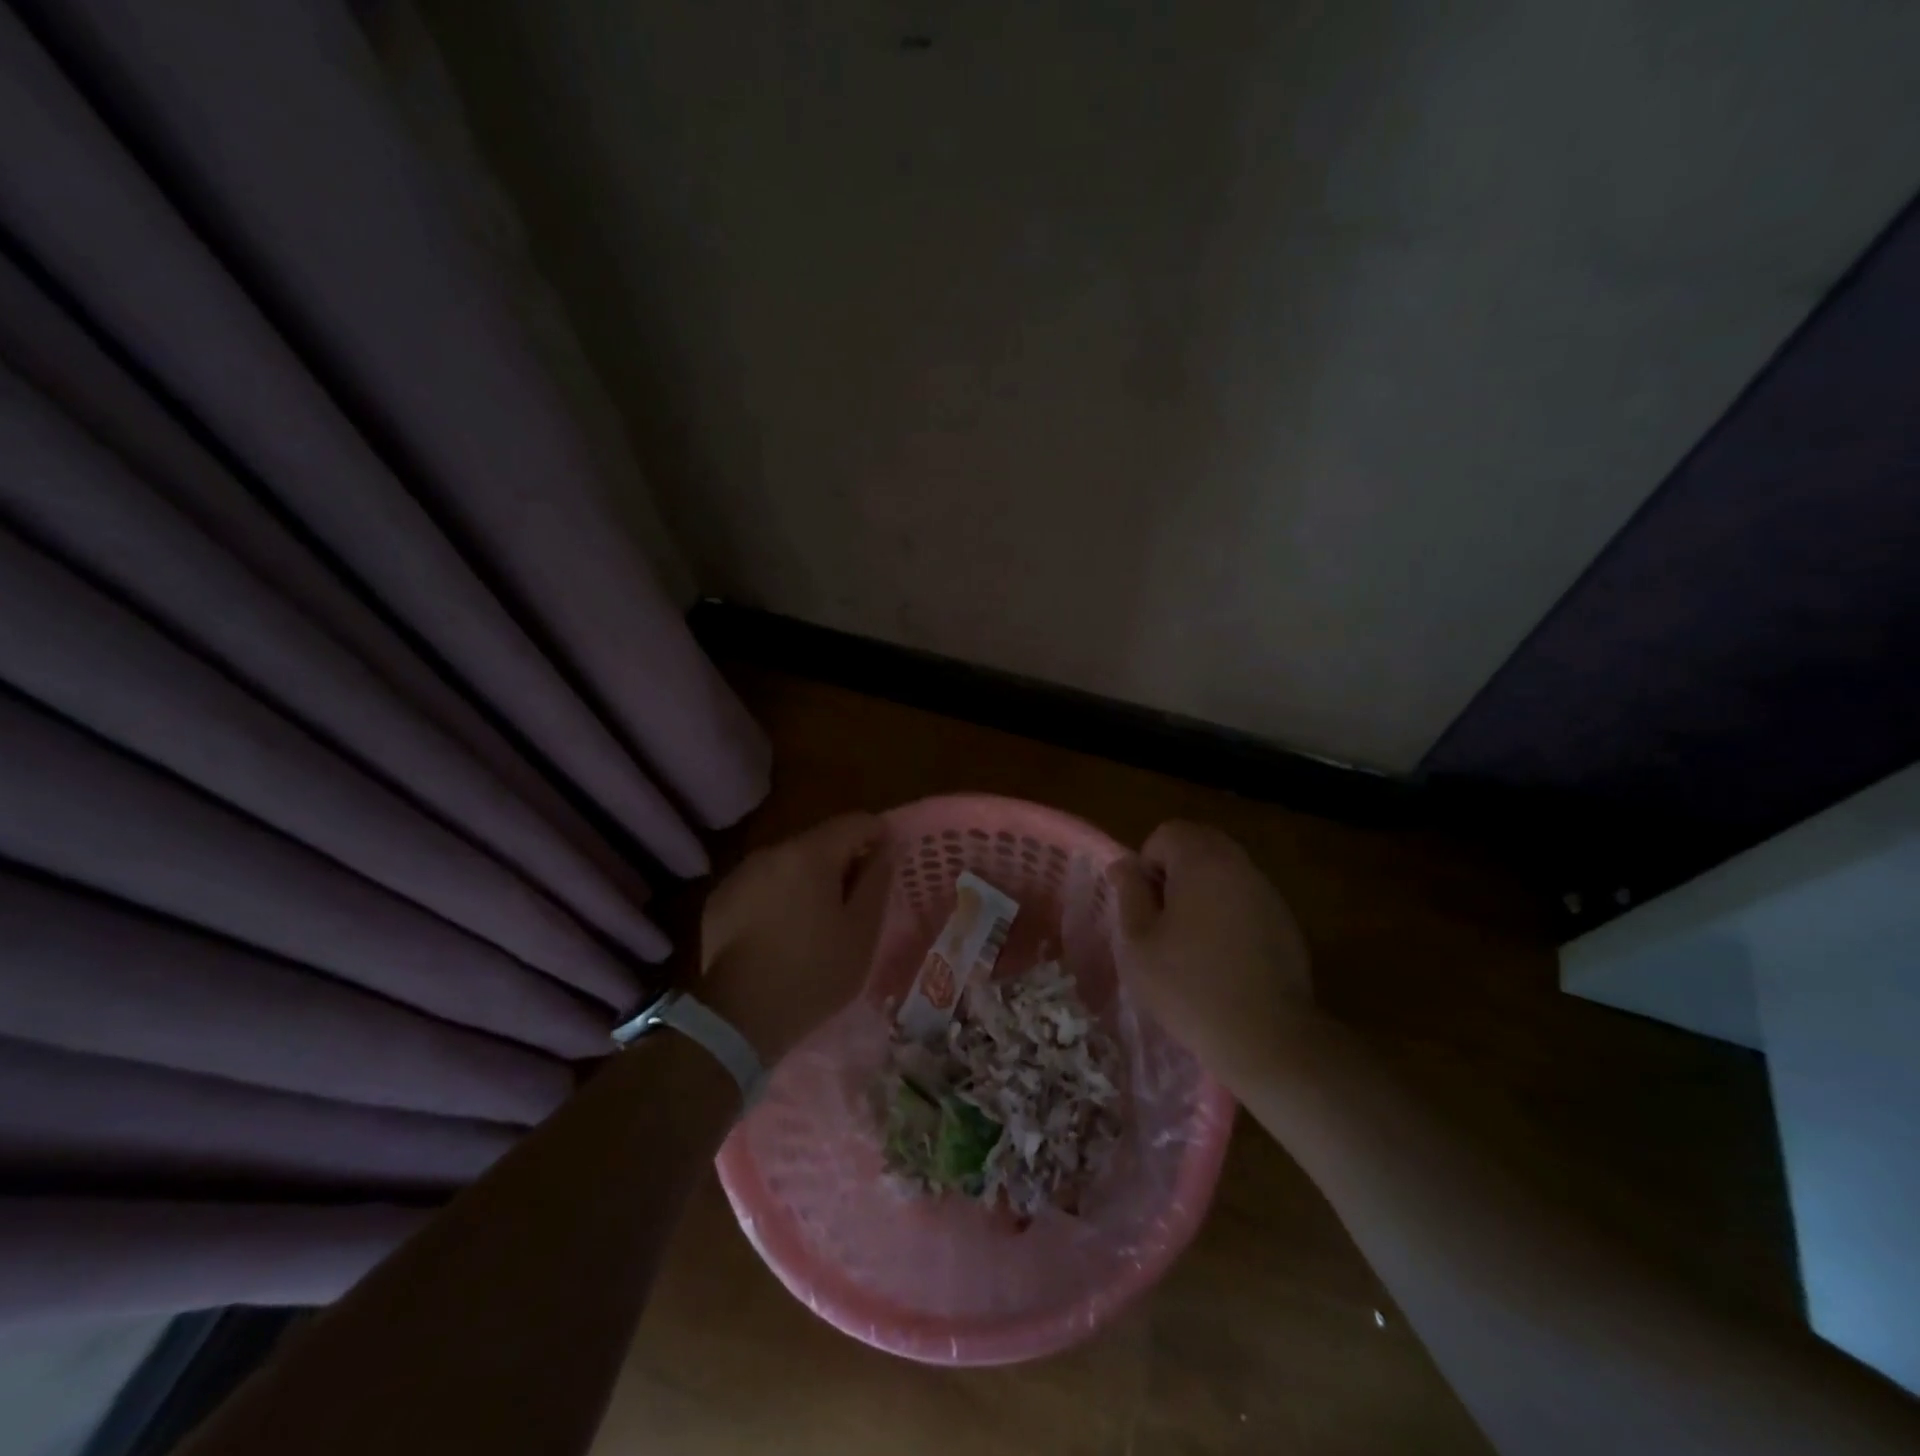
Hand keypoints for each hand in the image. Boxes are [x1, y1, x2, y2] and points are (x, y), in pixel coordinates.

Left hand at [699, 813, 889, 1063]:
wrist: (738, 1019)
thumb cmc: (813, 973)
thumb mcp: (861, 931)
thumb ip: (877, 880)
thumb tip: (886, 849)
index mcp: (810, 854)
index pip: (855, 822)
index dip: (878, 835)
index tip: (888, 862)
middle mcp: (771, 852)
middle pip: (819, 840)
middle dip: (842, 860)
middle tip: (856, 899)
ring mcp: (740, 874)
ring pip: (788, 862)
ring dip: (808, 878)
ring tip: (817, 919)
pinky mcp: (720, 899)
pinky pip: (761, 884)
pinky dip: (778, 896)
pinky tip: (781, 932)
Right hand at [1105, 821, 1314, 1093]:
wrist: (1266, 1037)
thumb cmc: (1188, 986)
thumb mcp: (1138, 942)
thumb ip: (1128, 894)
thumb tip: (1124, 865)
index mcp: (1202, 861)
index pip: (1168, 832)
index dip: (1147, 862)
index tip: (1144, 904)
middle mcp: (1240, 865)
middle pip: (1200, 845)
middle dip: (1175, 871)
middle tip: (1162, 918)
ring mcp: (1268, 893)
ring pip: (1225, 872)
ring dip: (1203, 891)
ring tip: (1190, 940)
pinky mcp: (1286, 922)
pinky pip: (1247, 899)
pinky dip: (1229, 912)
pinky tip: (1223, 957)